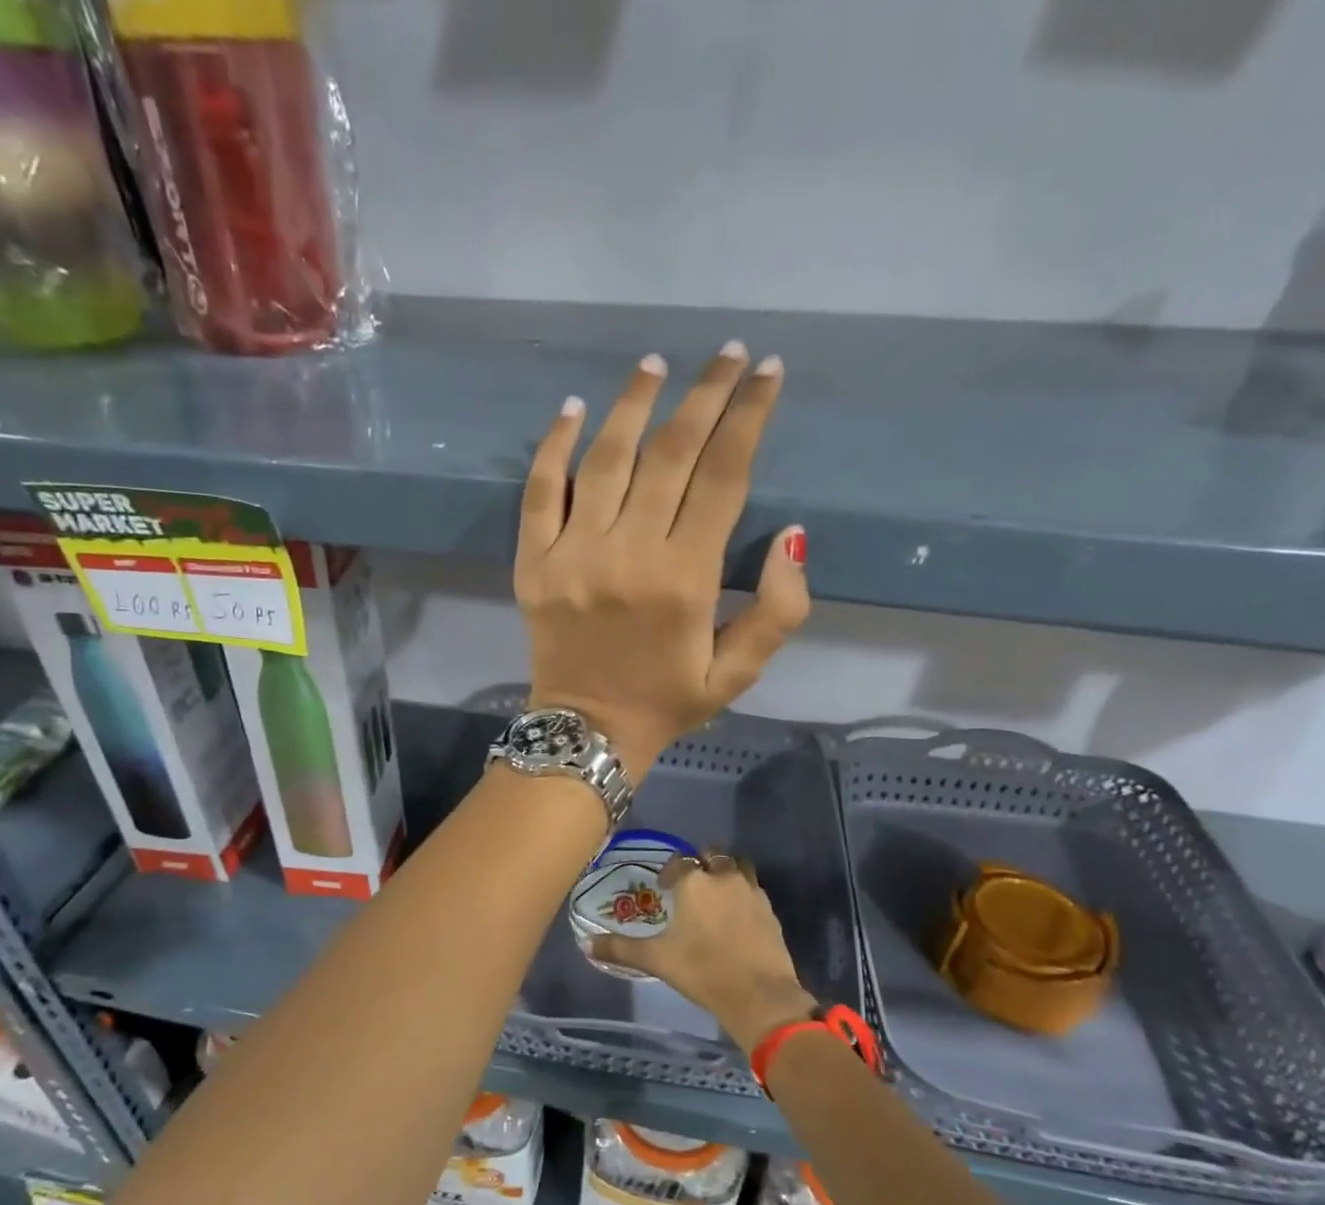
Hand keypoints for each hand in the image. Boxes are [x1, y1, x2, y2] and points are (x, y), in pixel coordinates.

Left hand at [514, 343, 809, 778]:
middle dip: (706, 394)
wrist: (587, 732)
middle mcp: (628, 555)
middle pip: (671, 453)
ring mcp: (572, 555)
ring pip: (606, 458)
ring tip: (657, 364)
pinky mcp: (532, 563)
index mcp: (686, 579)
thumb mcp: (739, 673)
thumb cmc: (668, 701)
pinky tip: (574, 409)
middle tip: (726, 353)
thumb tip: (792, 534)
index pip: (723, 476)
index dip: (749, 417)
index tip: (767, 373)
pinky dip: (554, 446)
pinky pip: (539, 491)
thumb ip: (778, 609)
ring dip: (634, 403)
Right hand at [589, 854, 815, 1050]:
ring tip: (716, 895)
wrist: (759, 995)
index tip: (665, 889)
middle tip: (691, 887)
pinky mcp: (770, 909)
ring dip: (726, 872)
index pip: (679, 862)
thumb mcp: (656, 960)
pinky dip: (743, 894)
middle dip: (701, 865)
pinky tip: (736, 916)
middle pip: (712, 855)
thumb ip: (620, 948)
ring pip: (737, 866)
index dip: (670, 873)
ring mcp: (751, 891)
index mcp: (694, 882)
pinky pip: (753, 889)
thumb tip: (586, 943)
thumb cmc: (702, 971)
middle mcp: (723, 877)